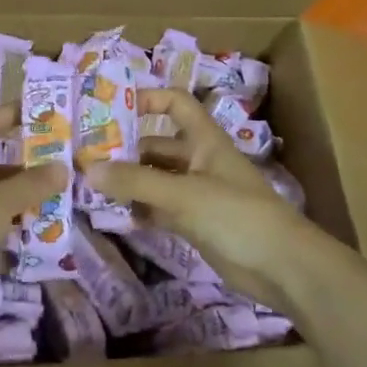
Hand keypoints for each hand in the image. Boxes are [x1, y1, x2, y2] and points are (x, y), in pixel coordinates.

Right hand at [86, 89, 340, 313]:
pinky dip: (141, 210)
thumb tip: (87, 169)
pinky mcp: (196, 223)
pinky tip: (115, 215)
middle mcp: (199, 160)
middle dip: (125, 149)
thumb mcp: (183, 194)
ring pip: (156, 179)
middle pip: (157, 146)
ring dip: (129, 182)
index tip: (111, 109)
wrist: (282, 266)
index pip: (175, 103)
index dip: (147, 99)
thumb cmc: (236, 215)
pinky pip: (161, 209)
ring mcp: (198, 193)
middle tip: (84, 158)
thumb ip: (136, 182)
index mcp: (204, 139)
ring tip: (90, 187)